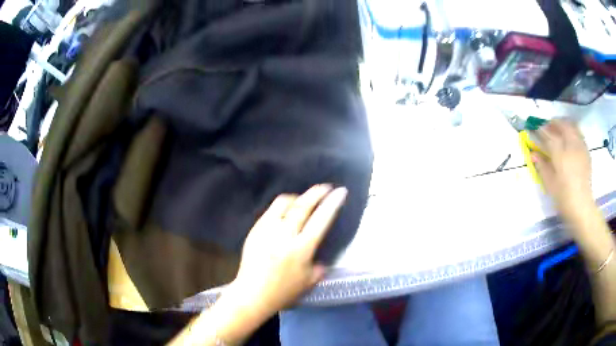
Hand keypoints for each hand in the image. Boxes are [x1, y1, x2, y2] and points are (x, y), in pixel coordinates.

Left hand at [228, 185, 346, 318]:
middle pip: (302, 206)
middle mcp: (284, 235)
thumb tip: (322, 259)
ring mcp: (267, 230)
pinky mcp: (255, 230)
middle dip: (316, 193)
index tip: (340, 191)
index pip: (321, 220)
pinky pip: (270, 211)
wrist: (252, 294)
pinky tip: (284, 213)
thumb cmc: (282, 292)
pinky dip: (281, 207)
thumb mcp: (308, 283)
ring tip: (303, 200)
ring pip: (283, 203)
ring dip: (297, 198)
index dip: (332, 203)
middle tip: (325, 187)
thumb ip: (320, 268)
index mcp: (301, 248)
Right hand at [532, 119, 592, 221]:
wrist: (582, 207)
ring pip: (572, 126)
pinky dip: (573, 132)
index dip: (540, 130)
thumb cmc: (564, 198)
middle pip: (562, 124)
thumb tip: (533, 153)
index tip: (534, 129)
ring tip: (559, 131)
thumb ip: (542, 166)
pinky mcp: (586, 152)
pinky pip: (579, 134)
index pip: (548, 134)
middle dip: (554, 123)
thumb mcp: (550, 184)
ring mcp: (580, 147)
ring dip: (564, 125)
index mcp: (560, 153)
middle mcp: (571, 145)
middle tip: (547, 127)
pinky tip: (570, 141)